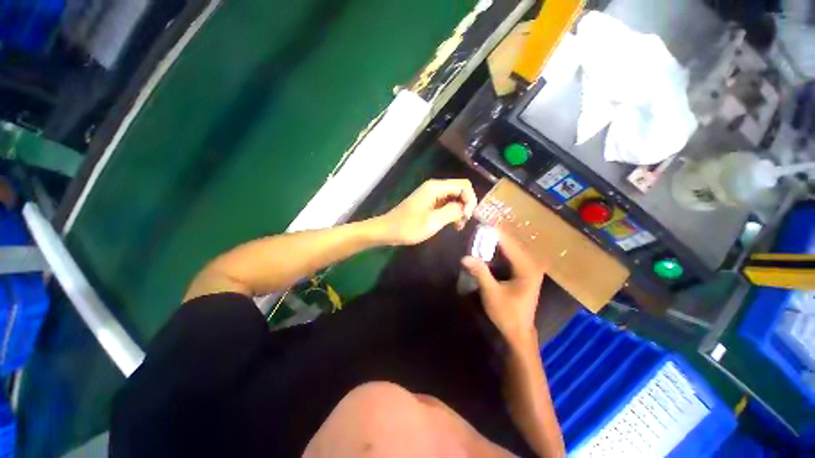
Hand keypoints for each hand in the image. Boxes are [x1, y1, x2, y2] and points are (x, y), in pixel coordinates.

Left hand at [376, 179, 476, 244]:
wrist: (387, 231)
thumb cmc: (408, 227)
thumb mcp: (433, 221)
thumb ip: (452, 212)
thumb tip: (464, 208)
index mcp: (435, 188)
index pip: (464, 185)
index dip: (470, 200)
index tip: (467, 217)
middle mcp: (434, 187)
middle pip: (460, 190)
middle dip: (466, 205)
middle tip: (463, 223)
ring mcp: (431, 195)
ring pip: (454, 198)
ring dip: (459, 211)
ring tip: (458, 226)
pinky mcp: (428, 203)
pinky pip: (445, 204)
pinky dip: (451, 213)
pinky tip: (452, 225)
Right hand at [462, 230, 544, 345]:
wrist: (518, 332)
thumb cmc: (506, 313)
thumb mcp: (491, 292)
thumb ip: (479, 272)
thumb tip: (464, 257)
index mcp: (526, 269)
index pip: (509, 245)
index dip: (495, 234)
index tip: (483, 224)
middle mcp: (531, 266)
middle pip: (512, 244)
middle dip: (497, 236)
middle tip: (481, 228)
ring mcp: (529, 269)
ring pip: (513, 249)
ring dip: (498, 242)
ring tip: (484, 234)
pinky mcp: (525, 273)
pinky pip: (512, 256)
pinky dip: (501, 251)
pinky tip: (491, 248)